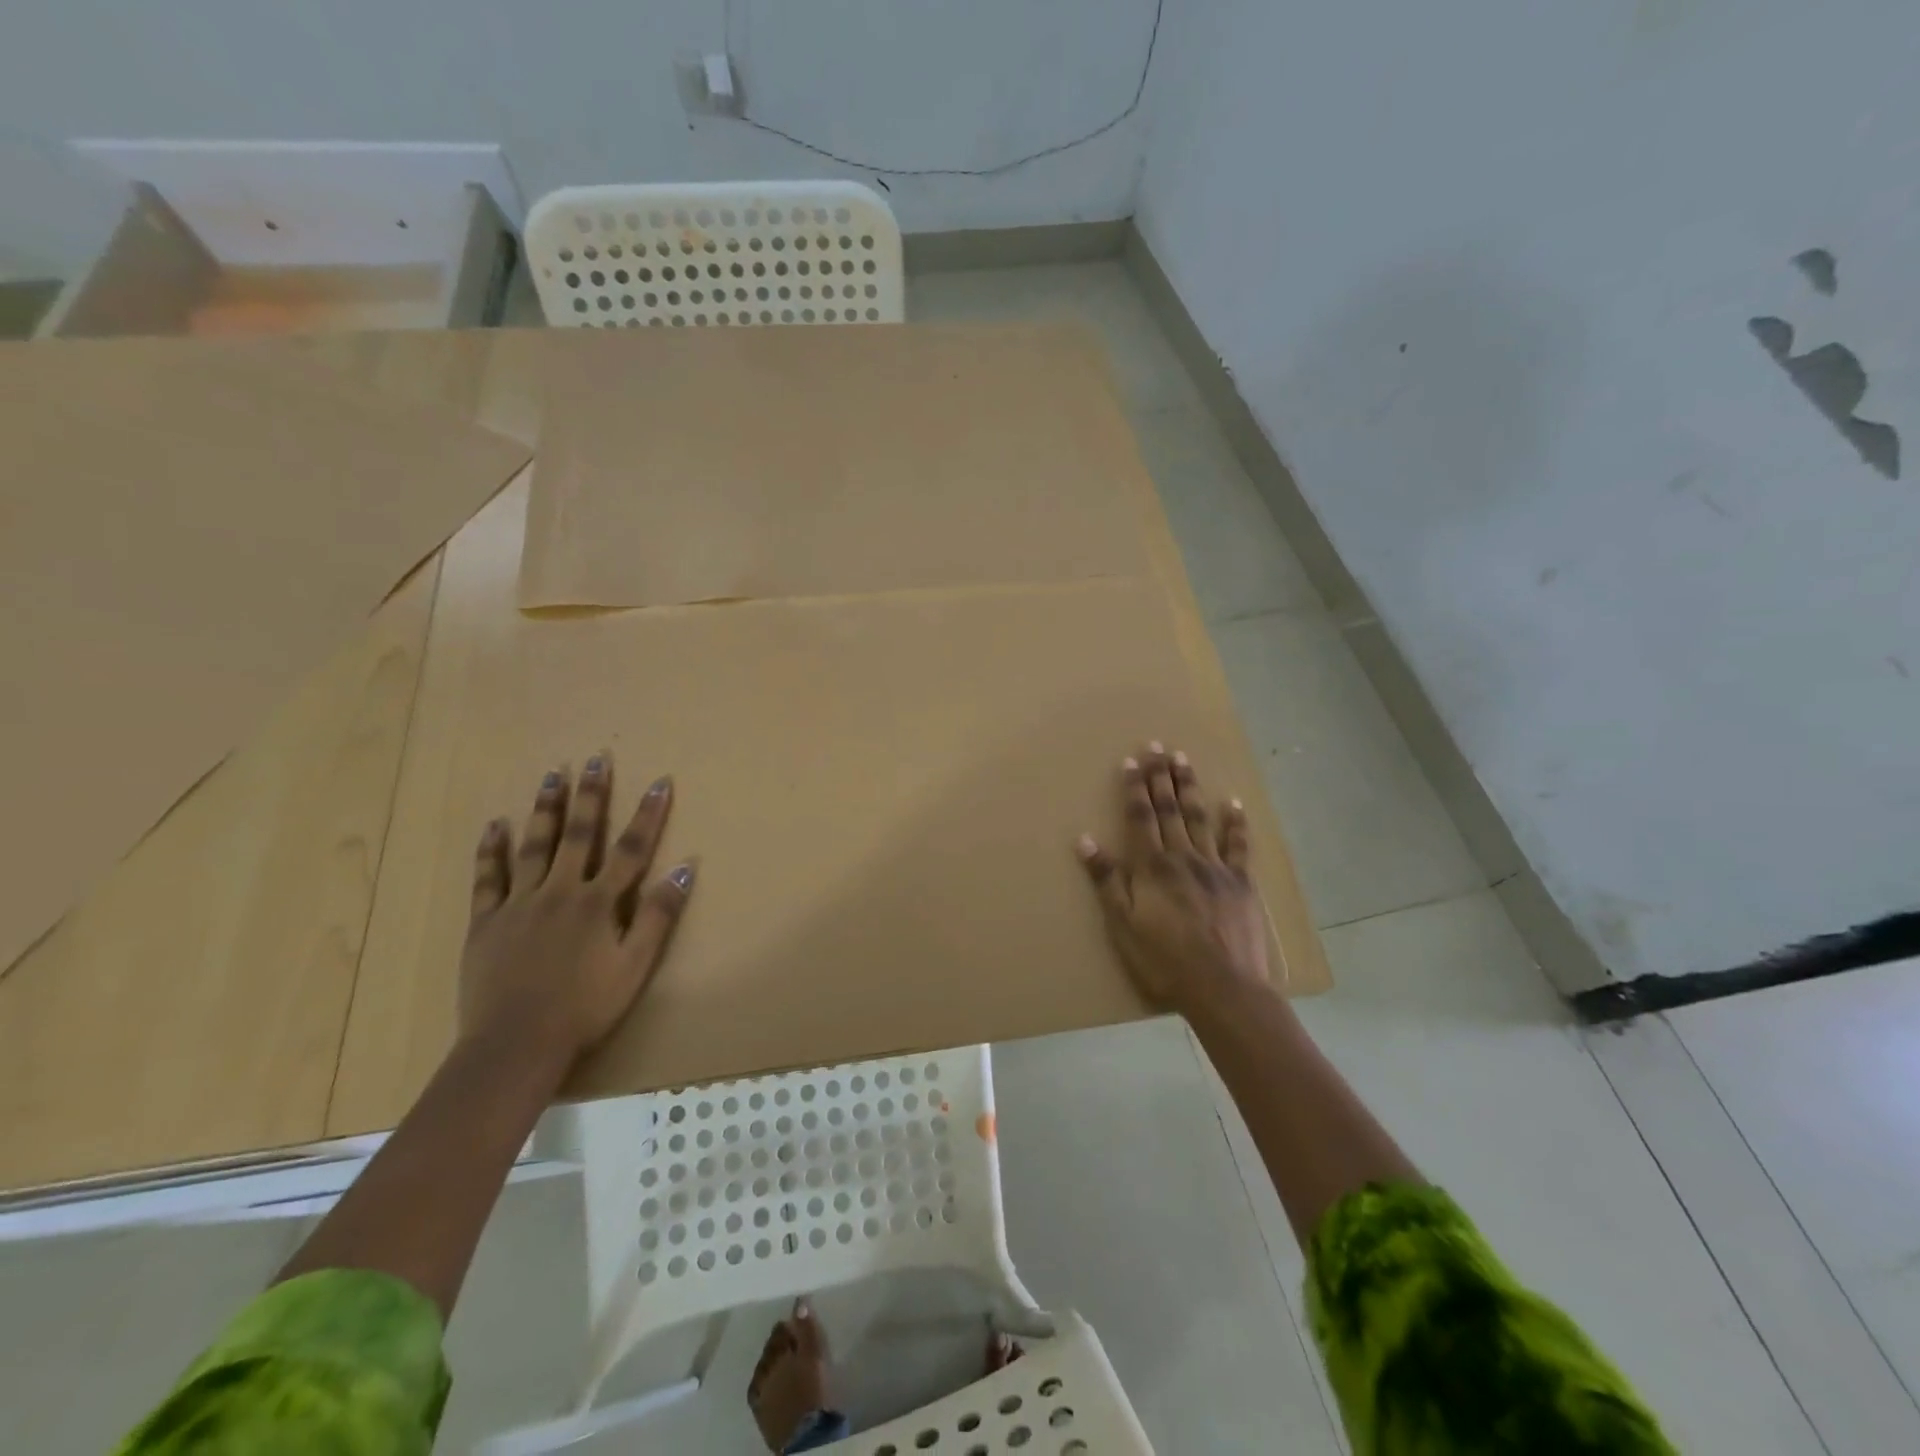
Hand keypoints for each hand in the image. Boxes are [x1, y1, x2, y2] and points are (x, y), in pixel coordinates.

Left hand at [461, 753, 694, 1068]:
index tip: (659, 781)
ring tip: (553, 775)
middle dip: (591, 795)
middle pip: (579, 835)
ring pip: (535, 846)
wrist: (516, 1045)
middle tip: (594, 759)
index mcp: (599, 902)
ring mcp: (519, 904)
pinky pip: (488, 878)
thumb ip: (659, 914)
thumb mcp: (636, 965)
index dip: (648, 814)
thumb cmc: (586, 1007)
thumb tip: (686, 865)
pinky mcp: (486, 922)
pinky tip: (496, 825)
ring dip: (546, 809)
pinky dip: (492, 850)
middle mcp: (560, 891)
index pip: (632, 848)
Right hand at [1077, 743, 1268, 1013]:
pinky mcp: (1241, 883)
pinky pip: (1238, 846)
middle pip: (1170, 809)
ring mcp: (1215, 867)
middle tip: (1158, 747)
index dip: (1135, 788)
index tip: (1132, 761)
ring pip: (1200, 819)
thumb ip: (1106, 880)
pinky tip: (1232, 803)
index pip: (1141, 817)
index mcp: (1152, 866)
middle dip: (1161, 777)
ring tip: (1184, 760)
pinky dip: (1235, 824)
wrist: (1223, 987)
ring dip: (1190, 788)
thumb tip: (1085, 840)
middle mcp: (1183, 857)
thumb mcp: (1122, 923)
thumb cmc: (1164, 959)